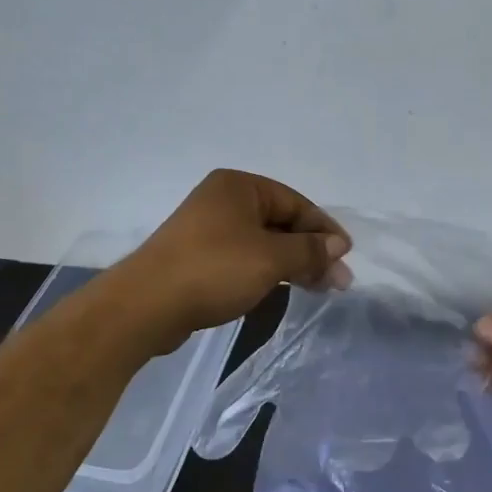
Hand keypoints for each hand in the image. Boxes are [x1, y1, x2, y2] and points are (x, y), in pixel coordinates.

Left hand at [112, 170, 351, 350]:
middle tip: (338, 281)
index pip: (295, 203)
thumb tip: (338, 246)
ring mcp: (207, 229)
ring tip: (318, 288)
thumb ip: (309, 250)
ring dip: (292, 263)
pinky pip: (244, 258)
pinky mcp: (198, 257)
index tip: (345, 256)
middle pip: (280, 222)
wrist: (146, 305)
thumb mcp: (271, 258)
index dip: (324, 230)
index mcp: (239, 187)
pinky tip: (283, 288)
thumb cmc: (214, 270)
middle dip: (311, 251)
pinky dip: (267, 270)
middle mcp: (223, 200)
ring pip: (263, 242)